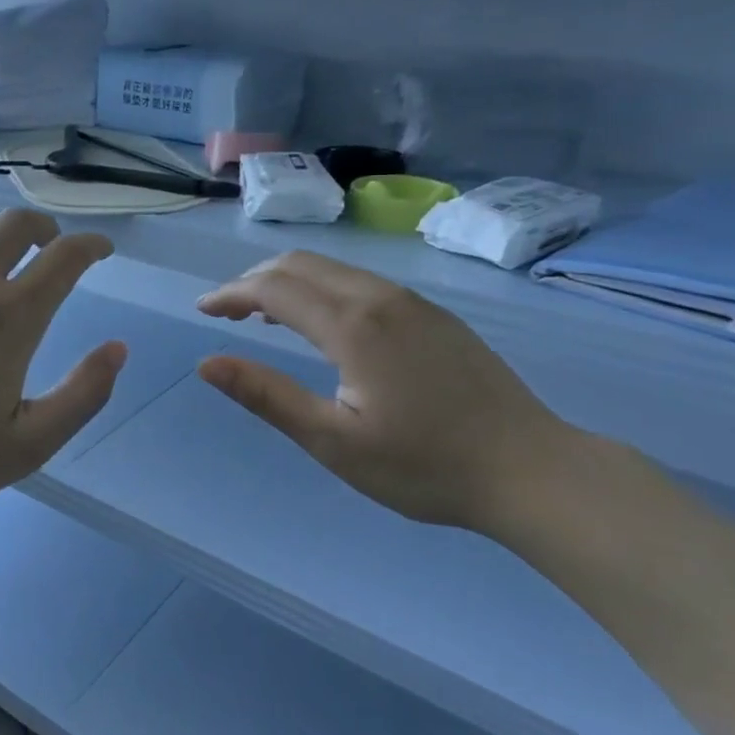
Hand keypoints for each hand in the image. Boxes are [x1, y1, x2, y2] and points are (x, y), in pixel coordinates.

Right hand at [196, 251, 571, 533]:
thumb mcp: (333, 442)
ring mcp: (413, 302)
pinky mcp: (434, 315)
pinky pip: (362, 283)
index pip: (273, 288)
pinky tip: (325, 325)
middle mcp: (380, 297)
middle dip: (254, 280)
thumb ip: (267, 396)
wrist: (530, 469)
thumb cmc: (424, 465)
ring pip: (334, 270)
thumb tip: (208, 364)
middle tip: (227, 311)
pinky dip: (324, 289)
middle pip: (301, 265)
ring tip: (264, 315)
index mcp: (352, 325)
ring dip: (289, 282)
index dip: (231, 294)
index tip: (203, 310)